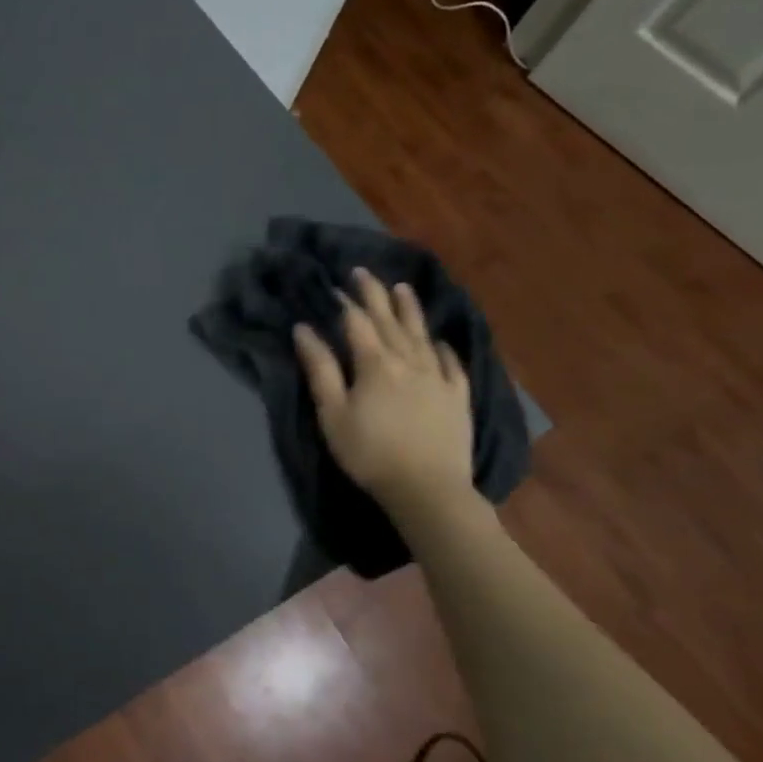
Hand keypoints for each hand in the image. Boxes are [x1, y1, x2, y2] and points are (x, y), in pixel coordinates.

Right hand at [293, 267, 474, 519]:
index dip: (346, 302)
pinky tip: (440, 341)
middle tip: (364, 273)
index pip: (358, 322)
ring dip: (410, 310)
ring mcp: (438, 377)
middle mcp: (409, 361)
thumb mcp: (333, 414)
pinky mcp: (458, 397)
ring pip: (422, 335)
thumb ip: (320, 369)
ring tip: (403, 288)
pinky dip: (443, 348)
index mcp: (375, 364)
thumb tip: (304, 329)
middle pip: (390, 321)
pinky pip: (451, 363)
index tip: (337, 283)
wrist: (427, 489)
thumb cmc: (370, 453)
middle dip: (375, 295)